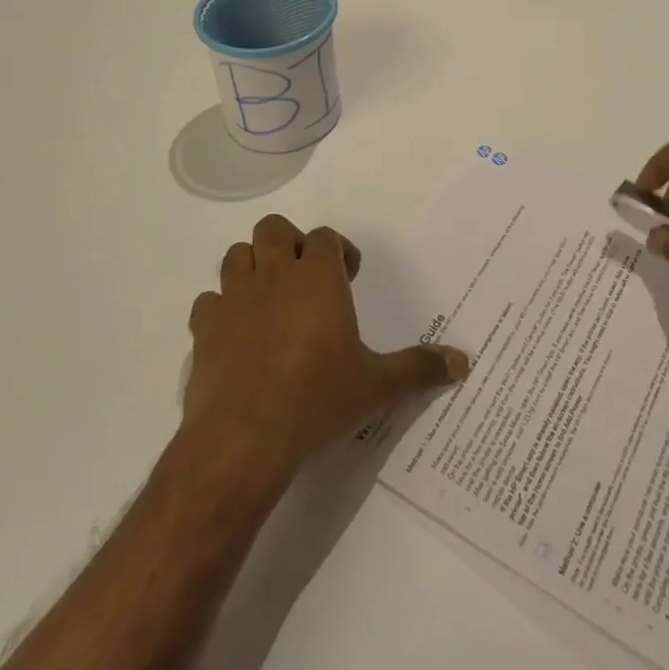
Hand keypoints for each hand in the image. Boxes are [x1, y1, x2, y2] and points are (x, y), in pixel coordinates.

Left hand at [185, 215, 469, 476]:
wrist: (244, 440)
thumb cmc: (317, 401)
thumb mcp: (376, 387)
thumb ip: (419, 369)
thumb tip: (464, 362)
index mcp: (317, 277)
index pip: (324, 237)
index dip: (337, 252)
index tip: (348, 277)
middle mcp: (274, 275)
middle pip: (274, 229)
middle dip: (289, 244)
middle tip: (304, 279)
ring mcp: (234, 298)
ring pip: (237, 255)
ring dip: (252, 267)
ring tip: (269, 299)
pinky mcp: (204, 329)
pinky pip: (208, 301)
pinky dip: (221, 309)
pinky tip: (235, 335)